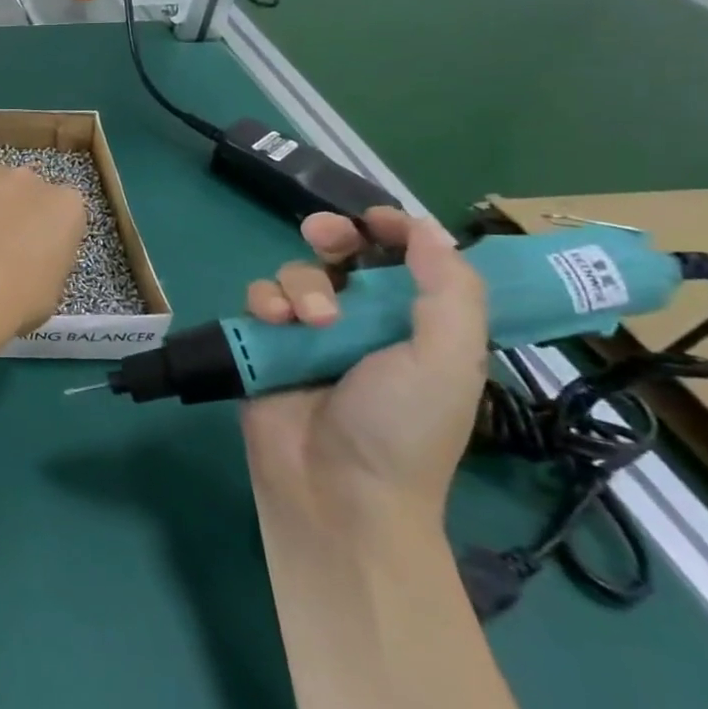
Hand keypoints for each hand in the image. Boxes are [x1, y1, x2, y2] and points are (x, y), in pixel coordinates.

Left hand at [0, 149, 86, 336]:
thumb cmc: (18, 299)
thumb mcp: (50, 292)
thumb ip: (47, 266)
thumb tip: (32, 266)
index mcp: (69, 209)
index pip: (65, 212)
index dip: (48, 233)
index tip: (35, 254)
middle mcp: (35, 181)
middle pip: (30, 189)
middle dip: (18, 210)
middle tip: (0, 243)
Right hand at [240, 207, 487, 535]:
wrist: (336, 490)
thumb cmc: (403, 427)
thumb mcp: (448, 359)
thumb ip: (448, 290)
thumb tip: (428, 228)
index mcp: (416, 326)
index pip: (407, 262)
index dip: (395, 230)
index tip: (377, 218)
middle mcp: (363, 323)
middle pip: (343, 255)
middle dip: (332, 236)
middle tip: (326, 237)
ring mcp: (309, 334)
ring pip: (297, 274)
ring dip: (300, 285)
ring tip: (308, 321)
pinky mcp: (266, 344)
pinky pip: (259, 299)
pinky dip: (264, 301)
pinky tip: (273, 322)